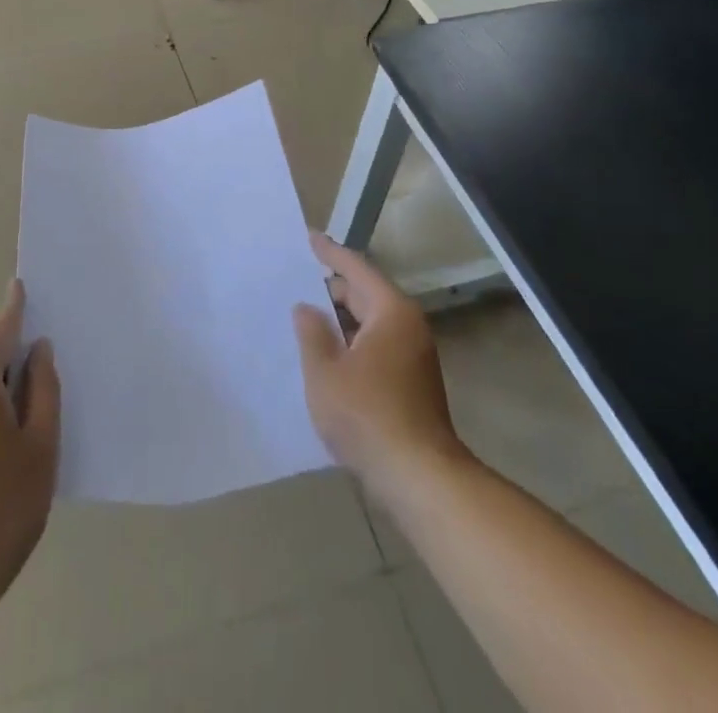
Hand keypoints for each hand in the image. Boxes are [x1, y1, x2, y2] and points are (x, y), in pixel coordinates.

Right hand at [293, 236, 463, 491]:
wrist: (421, 479)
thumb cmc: (368, 416)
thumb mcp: (325, 373)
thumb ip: (312, 333)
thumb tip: (307, 308)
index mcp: (390, 311)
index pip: (355, 269)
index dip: (330, 253)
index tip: (309, 237)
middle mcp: (407, 326)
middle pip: (365, 294)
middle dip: (332, 288)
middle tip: (297, 279)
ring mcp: (413, 355)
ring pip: (370, 323)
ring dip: (340, 319)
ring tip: (305, 315)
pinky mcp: (412, 382)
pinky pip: (376, 345)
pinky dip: (352, 341)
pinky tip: (328, 354)